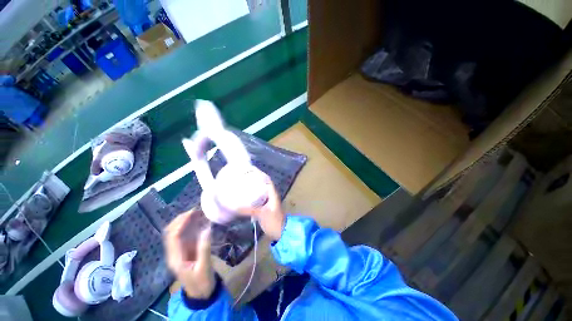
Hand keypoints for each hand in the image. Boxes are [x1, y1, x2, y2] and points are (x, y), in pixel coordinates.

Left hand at [164, 210, 215, 298]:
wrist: (201, 294)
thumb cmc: (202, 282)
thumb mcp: (204, 267)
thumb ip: (204, 249)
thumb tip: (207, 229)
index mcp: (175, 258)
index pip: (173, 236)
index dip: (181, 223)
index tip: (193, 213)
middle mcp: (174, 252)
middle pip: (171, 232)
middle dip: (181, 219)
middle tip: (196, 210)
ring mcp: (180, 250)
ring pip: (178, 231)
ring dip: (186, 220)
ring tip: (199, 212)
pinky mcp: (187, 249)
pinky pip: (186, 234)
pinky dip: (192, 225)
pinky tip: (200, 220)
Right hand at [238, 177, 285, 240]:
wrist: (281, 233)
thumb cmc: (274, 221)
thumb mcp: (261, 214)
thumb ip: (248, 210)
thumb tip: (234, 206)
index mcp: (272, 194)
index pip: (267, 181)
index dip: (260, 175)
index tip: (250, 172)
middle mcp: (271, 196)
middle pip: (263, 186)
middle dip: (254, 182)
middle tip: (243, 179)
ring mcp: (268, 203)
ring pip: (260, 193)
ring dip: (253, 190)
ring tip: (242, 187)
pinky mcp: (265, 209)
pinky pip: (258, 201)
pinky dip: (252, 199)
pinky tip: (245, 200)